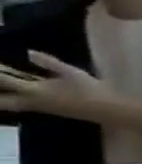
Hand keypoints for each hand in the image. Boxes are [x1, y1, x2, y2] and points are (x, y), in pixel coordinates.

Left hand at [0, 51, 118, 121]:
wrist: (108, 110)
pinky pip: (20, 105)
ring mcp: (38, 107)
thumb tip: (29, 53)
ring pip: (7, 104)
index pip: (2, 80)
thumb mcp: (73, 73)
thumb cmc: (92, 90)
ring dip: (3, 97)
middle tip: (1, 79)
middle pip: (0, 100)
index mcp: (33, 90)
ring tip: (6, 88)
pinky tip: (18, 93)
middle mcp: (29, 100)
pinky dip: (12, 99)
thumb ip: (50, 63)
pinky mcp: (47, 110)